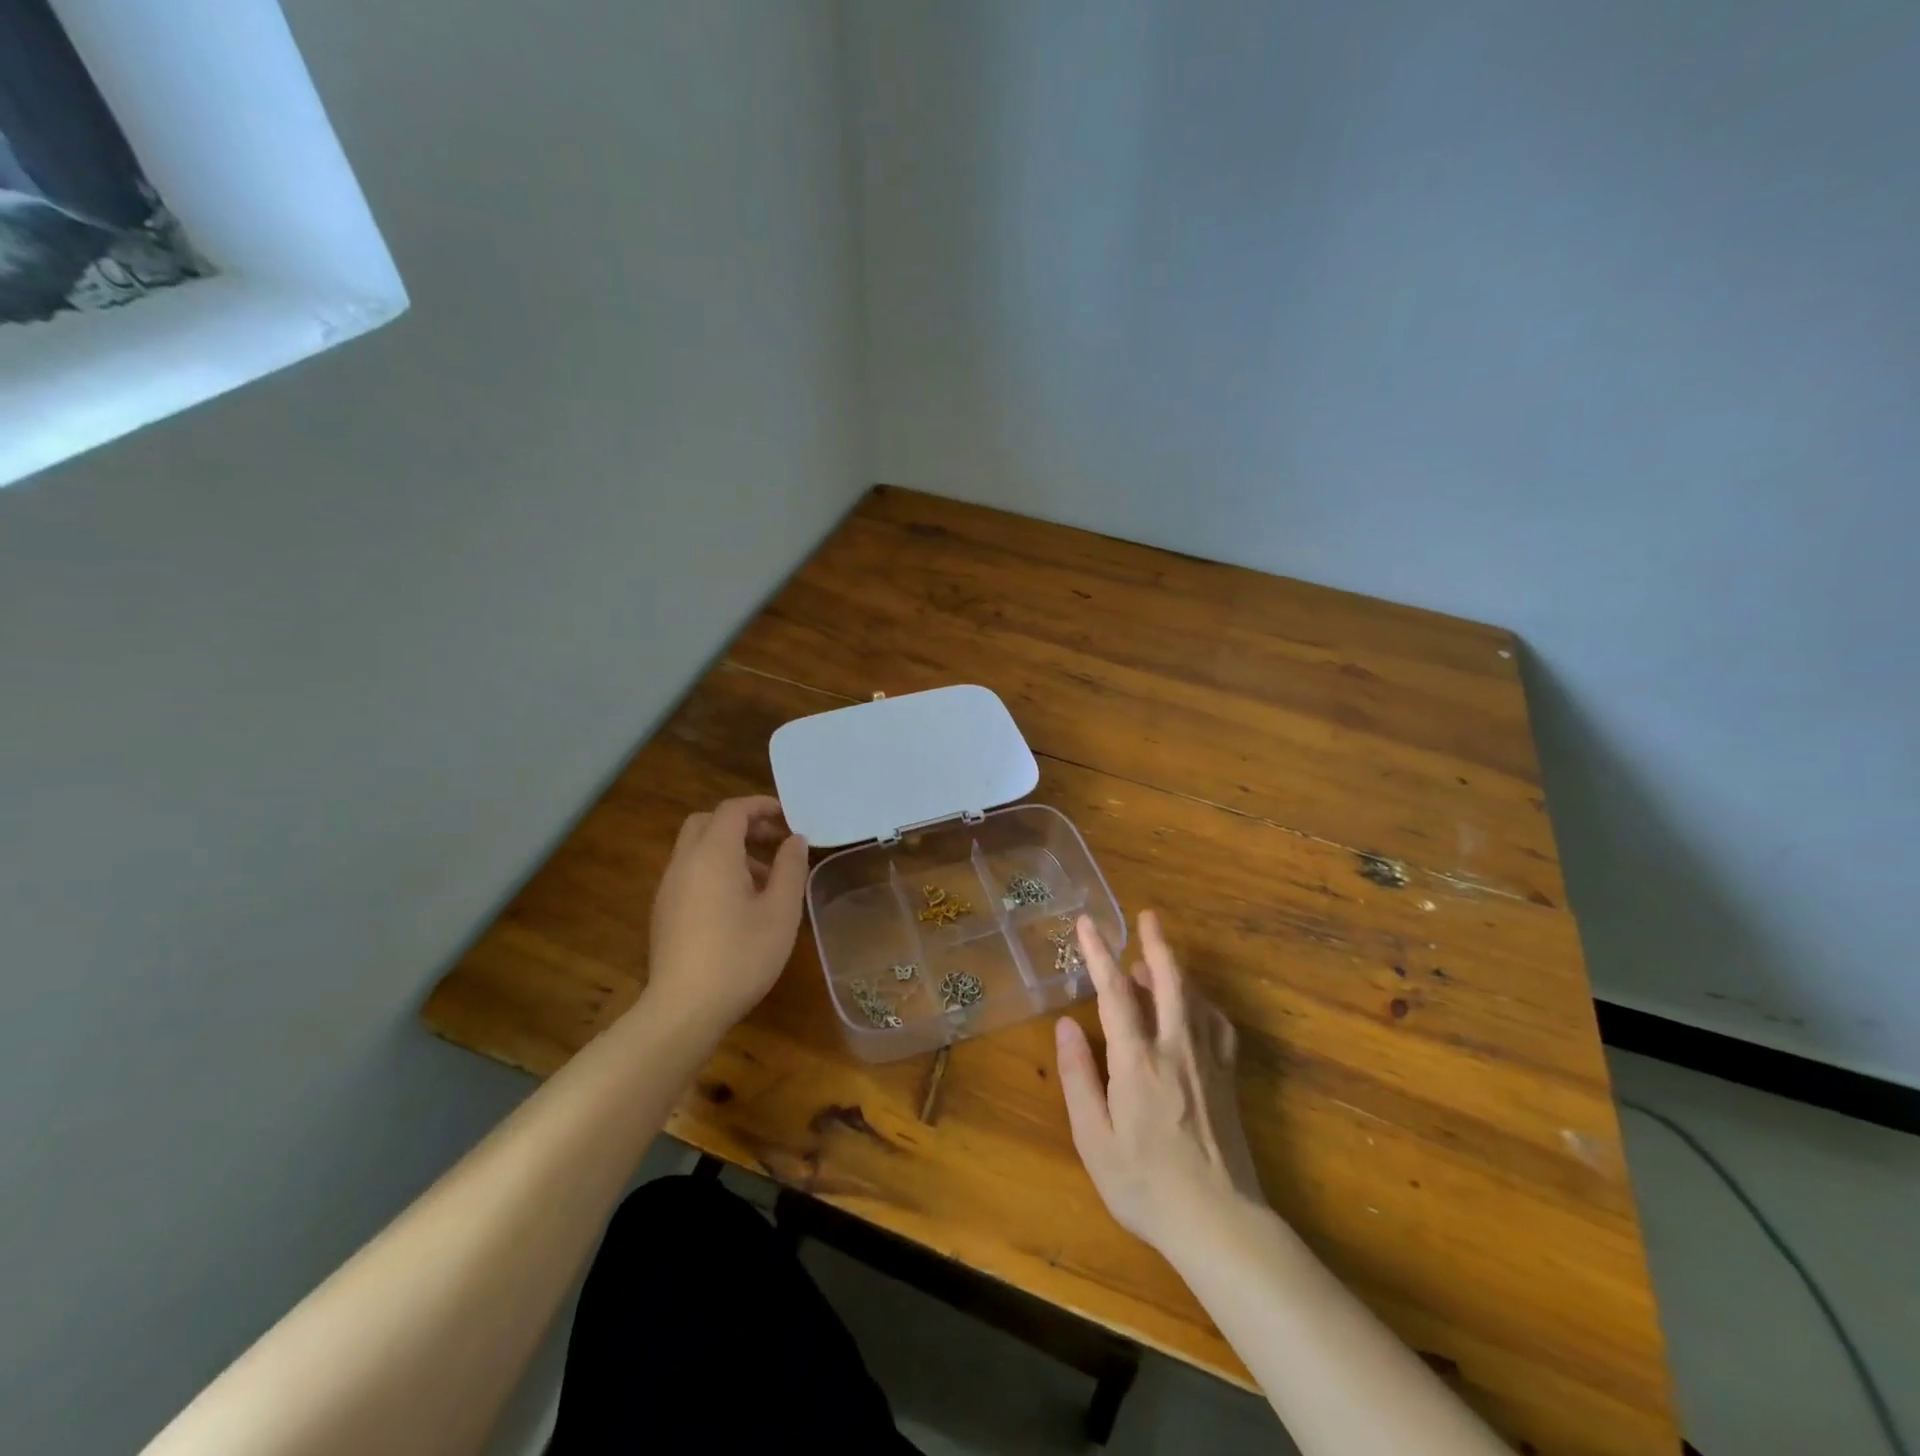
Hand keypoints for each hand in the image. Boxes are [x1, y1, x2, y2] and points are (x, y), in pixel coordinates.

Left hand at [645, 796, 808, 1036]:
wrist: (684, 1010)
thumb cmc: (740, 955)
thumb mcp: (781, 911)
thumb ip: (791, 867)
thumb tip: (795, 839)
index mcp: (713, 854)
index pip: (733, 810)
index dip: (762, 806)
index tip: (789, 817)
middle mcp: (685, 862)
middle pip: (708, 822)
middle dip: (742, 824)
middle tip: (773, 841)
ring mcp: (669, 888)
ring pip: (697, 848)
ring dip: (730, 849)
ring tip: (765, 878)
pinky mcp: (664, 912)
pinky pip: (690, 872)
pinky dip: (715, 869)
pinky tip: (739, 904)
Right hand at [1056, 910, 1265, 1253]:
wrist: (1219, 1224)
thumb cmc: (1145, 1185)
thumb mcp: (1094, 1139)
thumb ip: (1079, 1077)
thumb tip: (1066, 1024)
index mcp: (1138, 1061)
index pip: (1115, 994)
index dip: (1100, 954)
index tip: (1088, 923)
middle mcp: (1176, 1049)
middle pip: (1170, 981)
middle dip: (1156, 944)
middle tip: (1146, 916)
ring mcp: (1208, 1062)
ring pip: (1196, 998)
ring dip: (1176, 970)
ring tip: (1156, 958)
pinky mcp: (1228, 1079)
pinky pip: (1218, 1025)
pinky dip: (1204, 1003)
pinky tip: (1196, 1005)